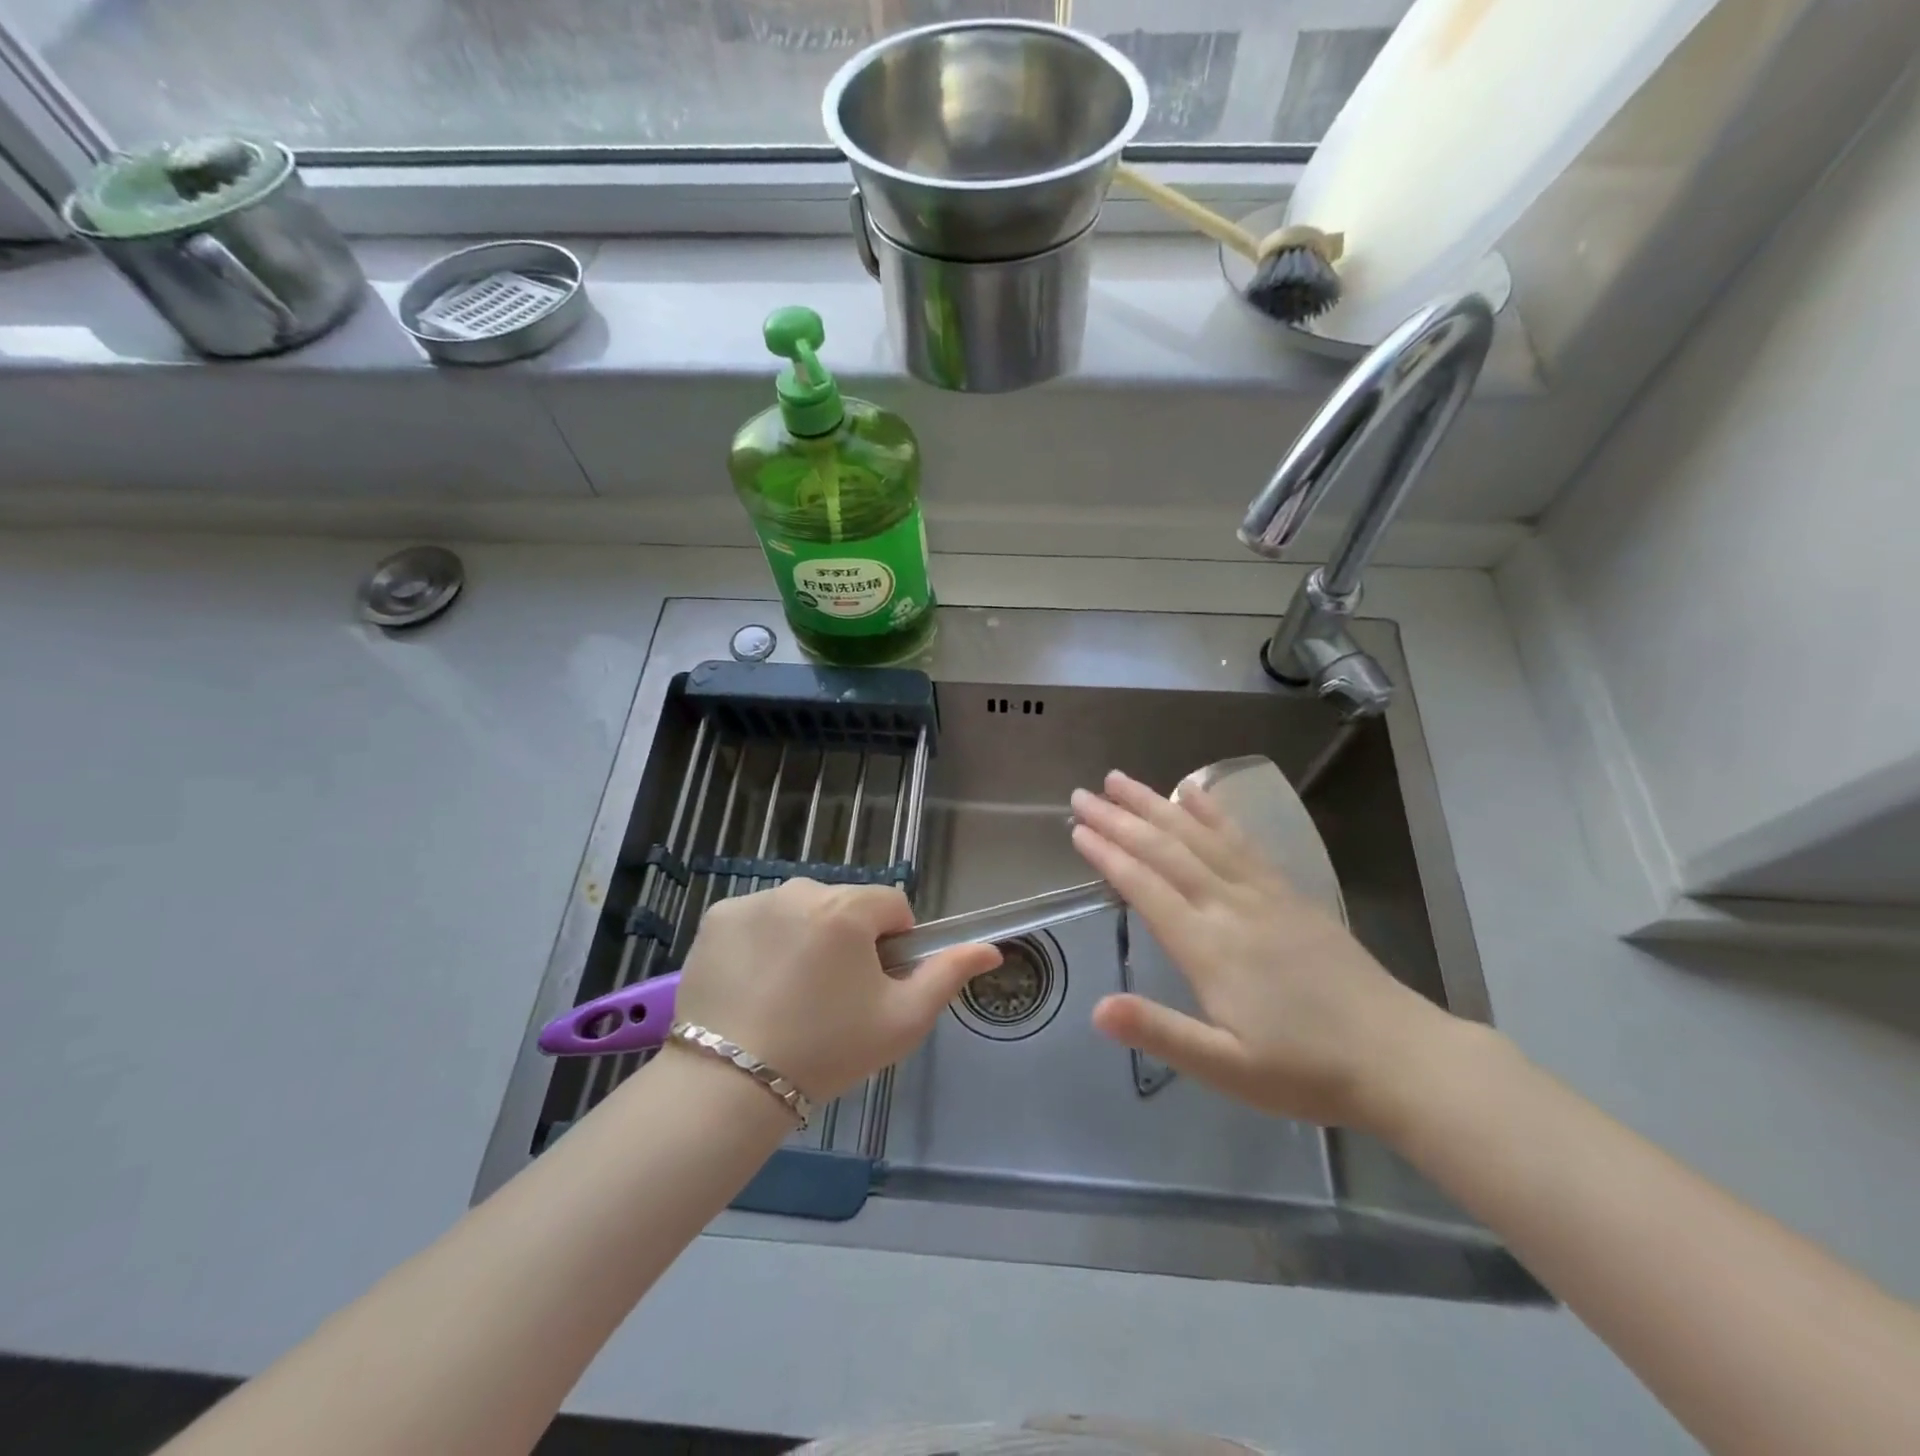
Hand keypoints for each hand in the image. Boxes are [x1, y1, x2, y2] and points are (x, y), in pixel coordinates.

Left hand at [671, 879, 1001, 1103]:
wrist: (730, 1085)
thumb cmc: (827, 1051)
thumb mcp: (902, 1020)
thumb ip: (948, 975)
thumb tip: (991, 949)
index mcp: (847, 908)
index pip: (892, 905)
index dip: (893, 944)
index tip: (874, 985)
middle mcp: (800, 890)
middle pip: (844, 905)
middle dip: (848, 939)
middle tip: (832, 997)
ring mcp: (753, 901)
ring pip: (801, 910)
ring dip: (806, 937)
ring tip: (789, 994)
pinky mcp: (717, 917)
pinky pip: (759, 918)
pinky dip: (763, 941)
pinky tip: (755, 985)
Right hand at [1070, 770, 1456, 1130]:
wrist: (1399, 1058)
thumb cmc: (1305, 1070)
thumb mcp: (1227, 1068)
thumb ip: (1161, 1032)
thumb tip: (1096, 1010)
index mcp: (1209, 947)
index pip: (1146, 888)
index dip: (1109, 856)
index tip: (1077, 829)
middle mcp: (1231, 906)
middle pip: (1166, 851)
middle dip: (1120, 819)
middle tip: (1082, 794)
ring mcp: (1263, 893)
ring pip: (1200, 836)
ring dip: (1156, 804)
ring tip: (1122, 780)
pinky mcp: (1289, 892)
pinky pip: (1243, 841)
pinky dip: (1214, 813)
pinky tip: (1195, 793)